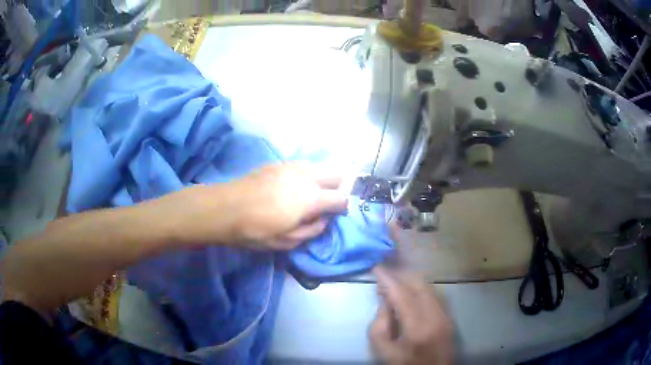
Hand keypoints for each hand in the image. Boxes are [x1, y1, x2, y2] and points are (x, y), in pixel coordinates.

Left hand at [170, 163, 347, 249]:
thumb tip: (323, 220)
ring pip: (320, 166)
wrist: (225, 208)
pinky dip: (307, 173)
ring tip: (313, 192)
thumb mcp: (286, 241)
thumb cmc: (255, 230)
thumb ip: (311, 231)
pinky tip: (296, 184)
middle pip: (336, 174)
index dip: (343, 207)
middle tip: (329, 201)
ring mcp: (292, 166)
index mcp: (311, 198)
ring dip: (323, 178)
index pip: (341, 198)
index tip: (337, 214)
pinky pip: (302, 165)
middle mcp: (306, 177)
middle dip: (339, 186)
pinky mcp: (278, 163)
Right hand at [370, 267, 453, 364]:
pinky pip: (435, 295)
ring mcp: (446, 315)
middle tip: (384, 277)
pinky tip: (410, 294)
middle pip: (419, 284)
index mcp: (417, 327)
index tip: (376, 268)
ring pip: (429, 287)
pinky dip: (421, 289)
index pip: (402, 294)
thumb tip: (385, 302)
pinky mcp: (449, 317)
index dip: (388, 279)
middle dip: (400, 276)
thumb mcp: (384, 351)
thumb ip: (379, 326)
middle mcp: (435, 316)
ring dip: (411, 281)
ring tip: (395, 284)